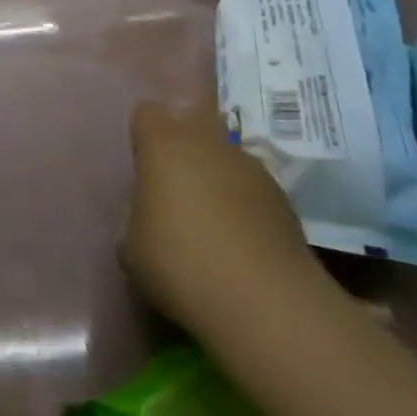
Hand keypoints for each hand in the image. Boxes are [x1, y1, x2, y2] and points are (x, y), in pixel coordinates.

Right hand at [123, 97, 325, 334]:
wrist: (265, 304)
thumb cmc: (181, 263)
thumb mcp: (132, 247)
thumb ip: (136, 218)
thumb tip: (149, 221)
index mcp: (164, 143)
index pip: (148, 112)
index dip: (144, 134)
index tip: (143, 163)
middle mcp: (208, 142)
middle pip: (193, 121)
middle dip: (185, 145)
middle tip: (175, 185)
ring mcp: (251, 167)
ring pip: (225, 156)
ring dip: (216, 176)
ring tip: (211, 222)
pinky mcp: (283, 199)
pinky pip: (252, 189)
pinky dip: (244, 205)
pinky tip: (240, 243)